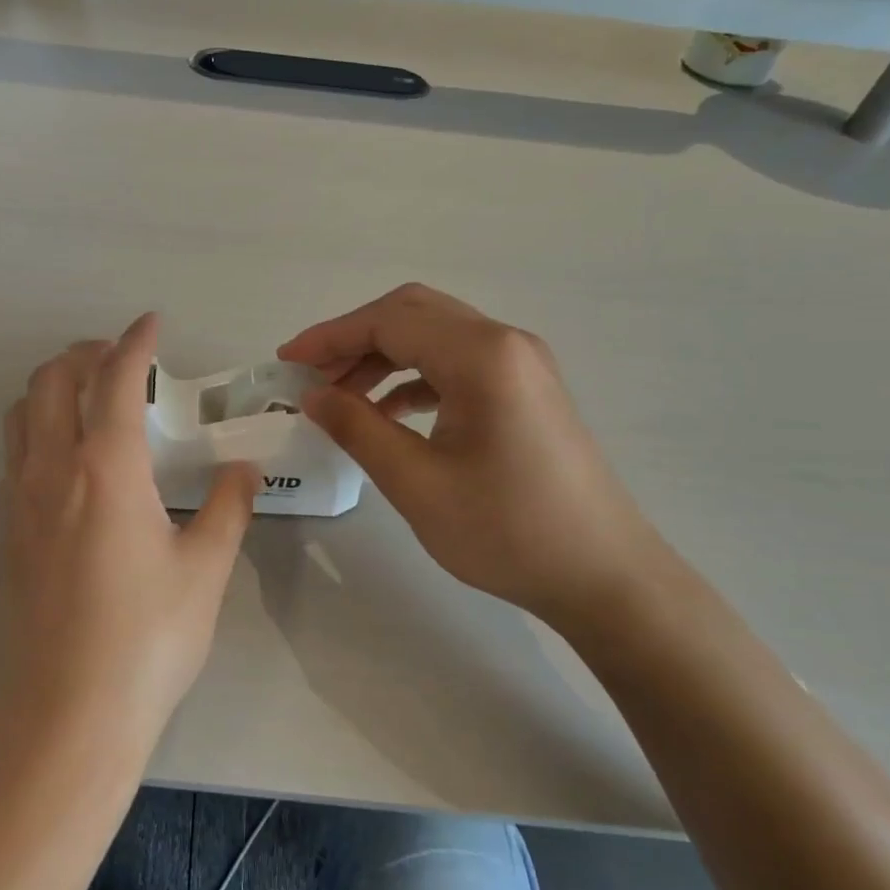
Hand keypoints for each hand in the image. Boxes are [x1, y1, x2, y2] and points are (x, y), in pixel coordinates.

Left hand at [0, 314, 256, 758]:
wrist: (67, 718)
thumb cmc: (147, 639)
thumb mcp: (204, 570)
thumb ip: (227, 507)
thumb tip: (243, 468)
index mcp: (106, 468)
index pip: (115, 380)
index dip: (134, 342)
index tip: (150, 323)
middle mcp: (52, 472)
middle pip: (50, 382)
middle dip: (84, 355)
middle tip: (121, 360)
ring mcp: (20, 504)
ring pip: (20, 415)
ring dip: (51, 388)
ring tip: (90, 400)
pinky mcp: (7, 536)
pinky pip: (14, 456)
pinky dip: (38, 430)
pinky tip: (70, 462)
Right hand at [279, 283, 672, 628]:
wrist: (604, 575)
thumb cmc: (507, 531)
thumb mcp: (417, 483)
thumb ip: (358, 429)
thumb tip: (312, 395)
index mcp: (482, 356)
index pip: (389, 321)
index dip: (330, 337)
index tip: (286, 362)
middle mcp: (505, 343)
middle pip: (413, 314)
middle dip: (354, 338)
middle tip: (311, 375)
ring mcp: (521, 365)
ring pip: (435, 337)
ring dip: (382, 357)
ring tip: (339, 396)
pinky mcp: (525, 390)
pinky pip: (457, 364)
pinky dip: (414, 377)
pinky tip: (387, 412)